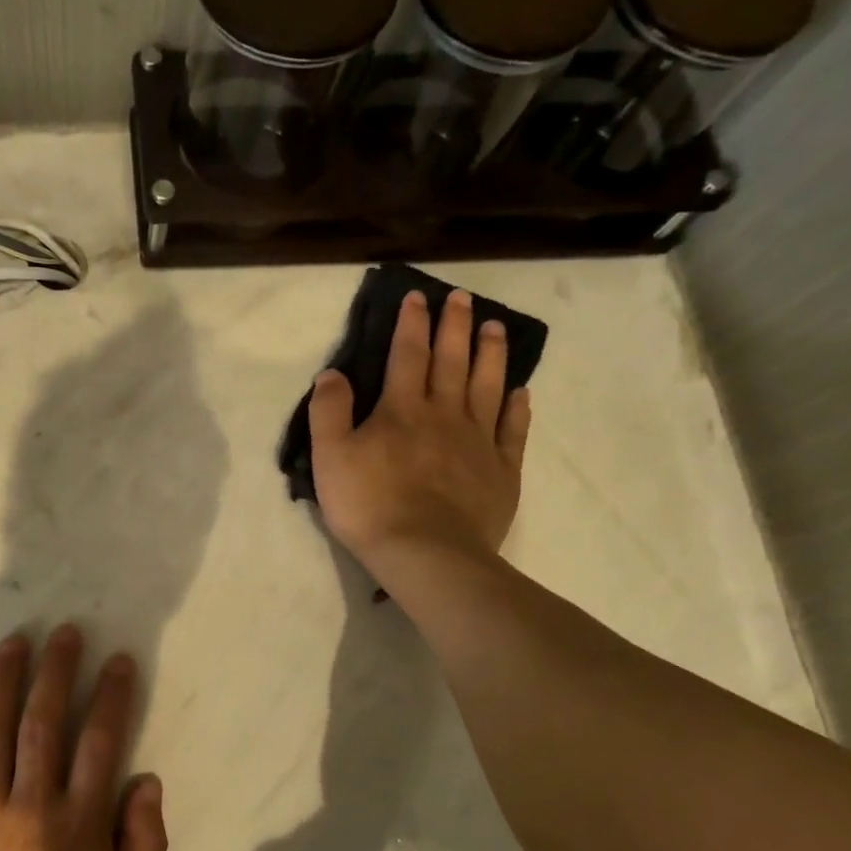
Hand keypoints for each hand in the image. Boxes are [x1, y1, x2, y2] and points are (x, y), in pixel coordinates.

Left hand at [0, 625, 168, 850]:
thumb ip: (142, 844)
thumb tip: (147, 780)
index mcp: (79, 823)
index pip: (100, 741)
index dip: (110, 695)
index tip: (116, 659)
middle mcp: (32, 805)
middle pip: (45, 722)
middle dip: (57, 672)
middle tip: (64, 632)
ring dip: (4, 682)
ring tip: (14, 642)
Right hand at [309, 290, 531, 575]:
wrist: (426, 553)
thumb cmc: (370, 505)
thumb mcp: (330, 457)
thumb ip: (329, 411)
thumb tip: (331, 373)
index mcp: (402, 409)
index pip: (407, 354)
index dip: (412, 323)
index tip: (418, 297)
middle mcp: (445, 414)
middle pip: (453, 361)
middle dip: (456, 326)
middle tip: (463, 298)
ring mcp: (478, 441)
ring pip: (488, 386)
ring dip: (492, 354)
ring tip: (496, 327)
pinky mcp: (502, 470)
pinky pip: (513, 430)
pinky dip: (517, 407)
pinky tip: (521, 392)